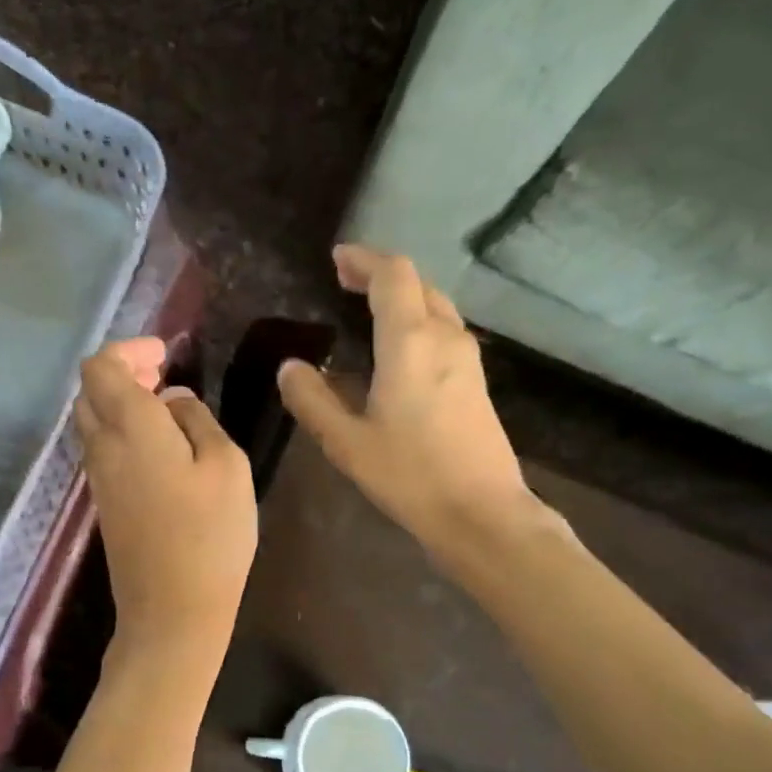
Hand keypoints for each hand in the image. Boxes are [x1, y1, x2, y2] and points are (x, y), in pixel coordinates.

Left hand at [76, 338, 257, 654]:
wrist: (172, 612)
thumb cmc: (210, 536)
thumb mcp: (227, 466)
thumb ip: (197, 421)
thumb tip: (172, 401)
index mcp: (130, 427)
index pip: (100, 367)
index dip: (128, 350)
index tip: (165, 354)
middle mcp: (102, 447)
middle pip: (90, 392)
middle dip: (122, 372)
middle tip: (162, 373)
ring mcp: (98, 479)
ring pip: (93, 421)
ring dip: (121, 403)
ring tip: (165, 407)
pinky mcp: (104, 504)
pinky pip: (102, 449)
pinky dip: (122, 431)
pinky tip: (160, 447)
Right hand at [277, 246, 535, 562]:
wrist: (482, 512)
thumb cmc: (409, 475)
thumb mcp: (346, 442)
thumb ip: (313, 399)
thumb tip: (289, 366)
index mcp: (410, 341)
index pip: (392, 274)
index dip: (363, 259)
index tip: (337, 259)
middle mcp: (445, 337)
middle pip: (418, 284)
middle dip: (381, 275)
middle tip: (346, 281)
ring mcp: (468, 359)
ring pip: (435, 306)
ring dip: (403, 298)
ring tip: (368, 310)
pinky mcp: (477, 381)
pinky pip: (444, 332)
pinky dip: (417, 322)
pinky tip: (398, 350)